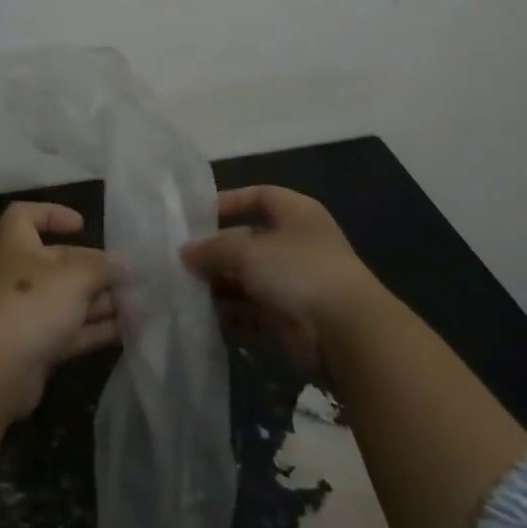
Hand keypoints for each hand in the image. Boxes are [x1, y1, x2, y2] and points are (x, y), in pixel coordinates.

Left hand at [0, 201, 121, 421]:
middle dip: (95, 268)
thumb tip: (126, 263)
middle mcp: (19, 276)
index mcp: (17, 246)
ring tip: (139, 306)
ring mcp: (26, 314)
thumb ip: (103, 268)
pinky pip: (70, 331)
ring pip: (68, 300)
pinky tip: (127, 331)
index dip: (51, 214)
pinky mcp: (35, 348)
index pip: (24, 216)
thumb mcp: (74, 277)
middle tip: (131, 277)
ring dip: (102, 301)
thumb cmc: (30, 305)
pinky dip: (96, 329)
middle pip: (59, 263)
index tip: (82, 226)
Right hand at [181, 186, 380, 376]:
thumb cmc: (298, 271)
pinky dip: (231, 313)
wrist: (345, 332)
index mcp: (296, 213)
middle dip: (216, 251)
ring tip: (184, 291)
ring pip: (248, 277)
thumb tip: (185, 251)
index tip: (197, 216)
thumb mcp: (248, 251)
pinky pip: (252, 309)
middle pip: (248, 240)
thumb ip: (213, 249)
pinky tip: (204, 317)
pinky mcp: (290, 316)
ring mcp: (294, 281)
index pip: (259, 196)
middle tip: (181, 260)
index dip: (229, 202)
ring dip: (219, 285)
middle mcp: (296, 242)